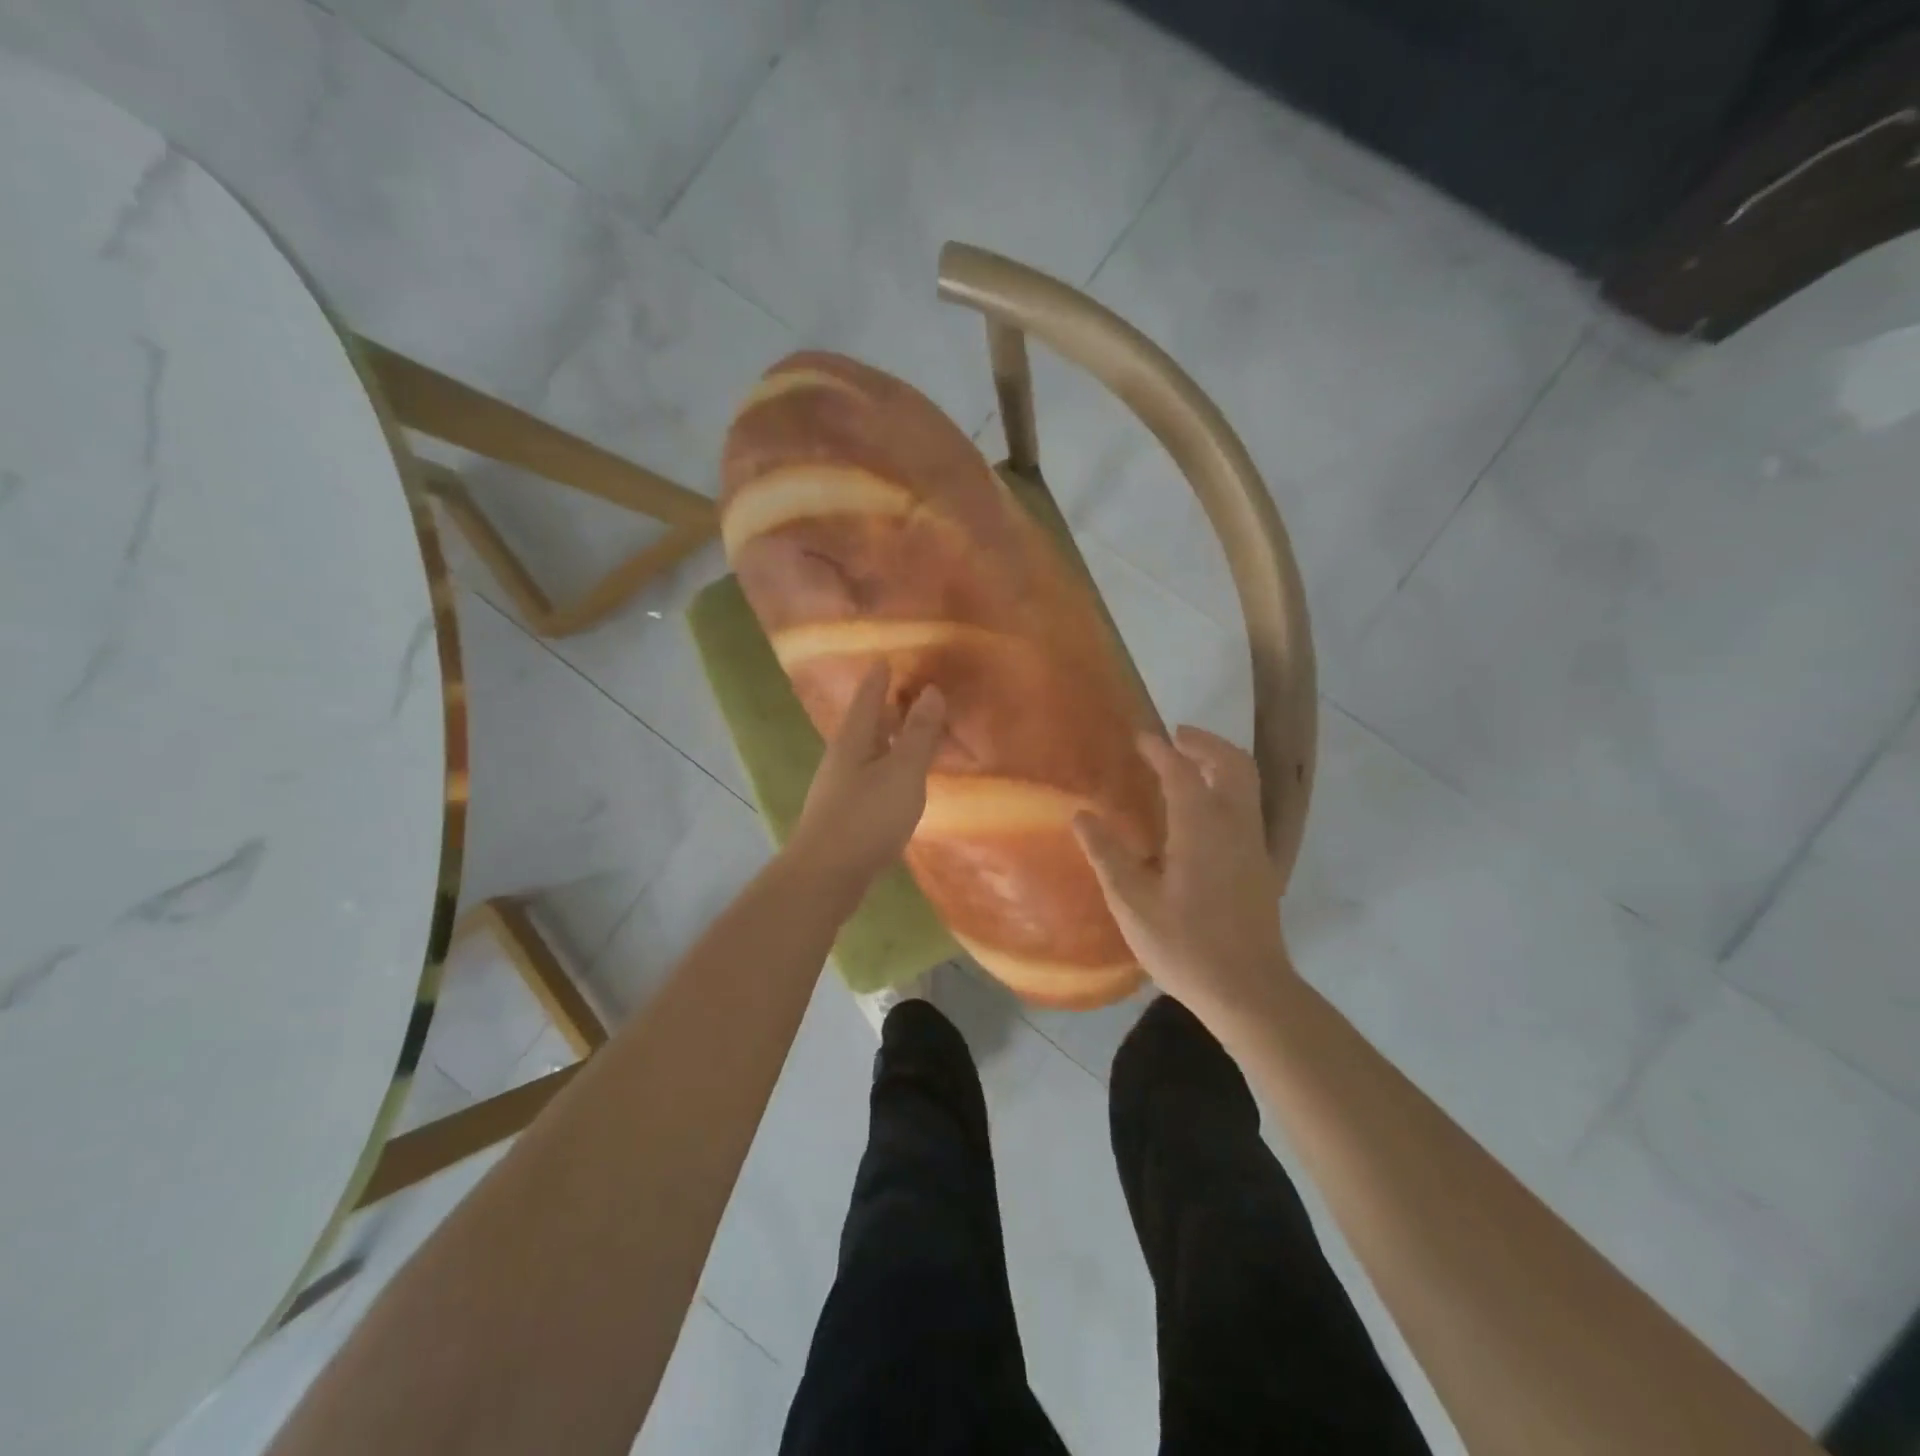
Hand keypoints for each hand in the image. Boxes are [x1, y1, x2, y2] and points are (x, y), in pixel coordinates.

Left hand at [789, 662, 945, 888]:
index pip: (868, 698)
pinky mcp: (845, 814)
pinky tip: (900, 780)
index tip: (887, 658)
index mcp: (853, 740)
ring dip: (888, 739)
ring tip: (910, 732)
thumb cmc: (866, 817)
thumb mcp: (902, 772)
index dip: (879, 678)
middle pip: (866, 724)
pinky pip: (871, 777)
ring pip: (868, 751)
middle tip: (908, 692)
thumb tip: (931, 691)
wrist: (826, 876)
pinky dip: (888, 767)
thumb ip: (918, 734)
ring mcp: (840, 788)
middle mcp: (842, 758)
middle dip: (886, 707)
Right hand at [1073, 726, 1290, 1023]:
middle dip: (1205, 744)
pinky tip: (1201, 811)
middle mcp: (1235, 827)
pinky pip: (1247, 806)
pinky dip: (1227, 788)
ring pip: (1246, 785)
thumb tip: (1082, 816)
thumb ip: (1108, 856)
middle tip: (1175, 738)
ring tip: (1188, 764)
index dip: (1160, 751)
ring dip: (1219, 763)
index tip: (1141, 736)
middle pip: (1233, 765)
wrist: (1249, 991)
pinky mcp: (1259, 865)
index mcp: (1202, 829)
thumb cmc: (1185, 947)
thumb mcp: (1133, 904)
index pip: (1182, 773)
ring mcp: (1253, 846)